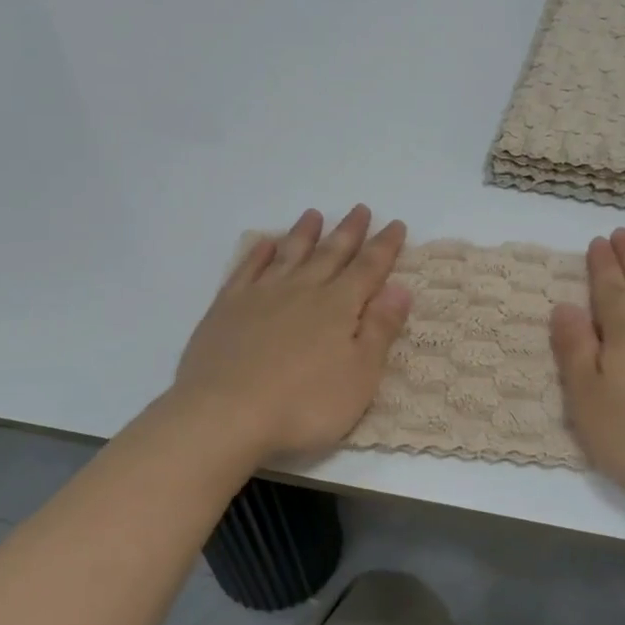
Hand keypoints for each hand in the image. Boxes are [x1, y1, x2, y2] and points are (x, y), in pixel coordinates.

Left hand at [174, 206, 411, 462]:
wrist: (225, 415)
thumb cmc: (304, 405)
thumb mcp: (360, 376)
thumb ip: (380, 329)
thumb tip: (400, 288)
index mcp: (338, 307)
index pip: (368, 269)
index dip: (385, 247)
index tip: (395, 224)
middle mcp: (302, 290)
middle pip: (330, 254)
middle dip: (349, 232)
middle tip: (360, 209)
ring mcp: (261, 296)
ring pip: (289, 254)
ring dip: (304, 233)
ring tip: (314, 215)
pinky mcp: (227, 308)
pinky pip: (247, 270)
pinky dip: (258, 253)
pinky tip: (264, 244)